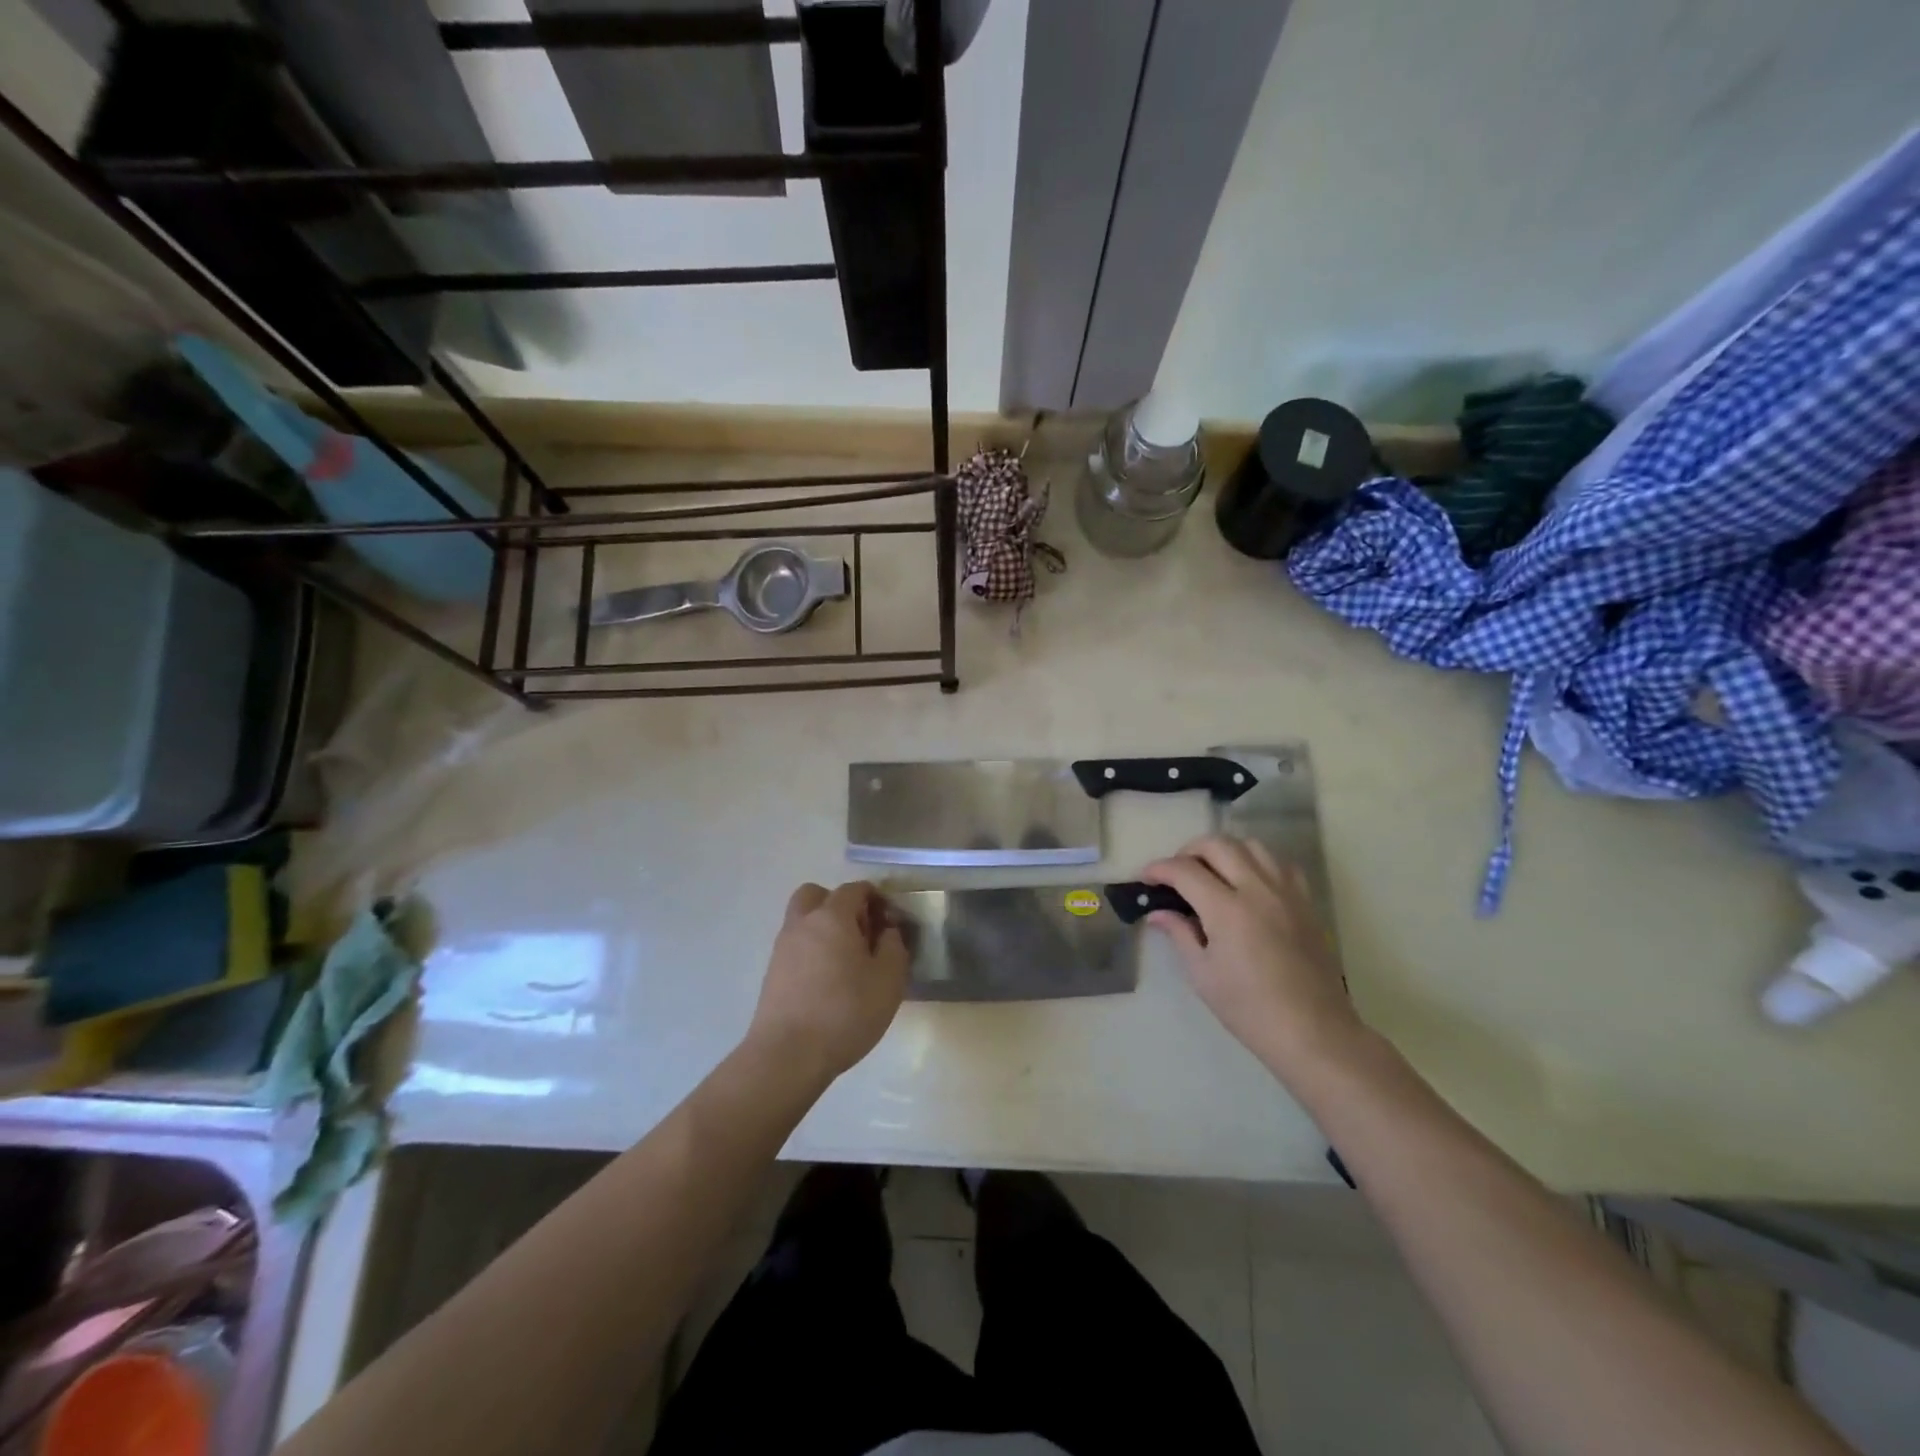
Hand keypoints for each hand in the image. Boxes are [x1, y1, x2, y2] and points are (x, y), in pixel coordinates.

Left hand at [746, 881, 908, 1084]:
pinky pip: (796, 947)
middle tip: (860, 933)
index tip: (890, 923)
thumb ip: (894, 946)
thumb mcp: (889, 979)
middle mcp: (803, 923)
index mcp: (832, 916)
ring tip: (846, 961)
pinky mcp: (772, 974)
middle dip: (840, 905)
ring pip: (803, 921)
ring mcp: (783, 948)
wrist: (787, 1056)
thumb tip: (887, 931)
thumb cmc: (845, 1012)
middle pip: (817, 895)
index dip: (876, 899)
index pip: (854, 889)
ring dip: (824, 928)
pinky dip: (812, 951)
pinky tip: (827, 981)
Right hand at [1141, 835, 1363, 1080]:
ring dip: (1224, 851)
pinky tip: (1249, 884)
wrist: (1314, 1032)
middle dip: (1189, 850)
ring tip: (1211, 872)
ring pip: (1252, 845)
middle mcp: (1258, 890)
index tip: (1146, 878)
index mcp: (1227, 910)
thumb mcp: (1203, 974)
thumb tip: (1158, 913)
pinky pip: (1280, 864)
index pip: (1184, 870)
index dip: (1159, 869)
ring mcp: (1286, 893)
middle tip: (1176, 873)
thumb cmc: (1250, 1009)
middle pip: (1218, 844)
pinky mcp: (1306, 903)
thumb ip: (1180, 934)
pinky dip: (1258, 863)